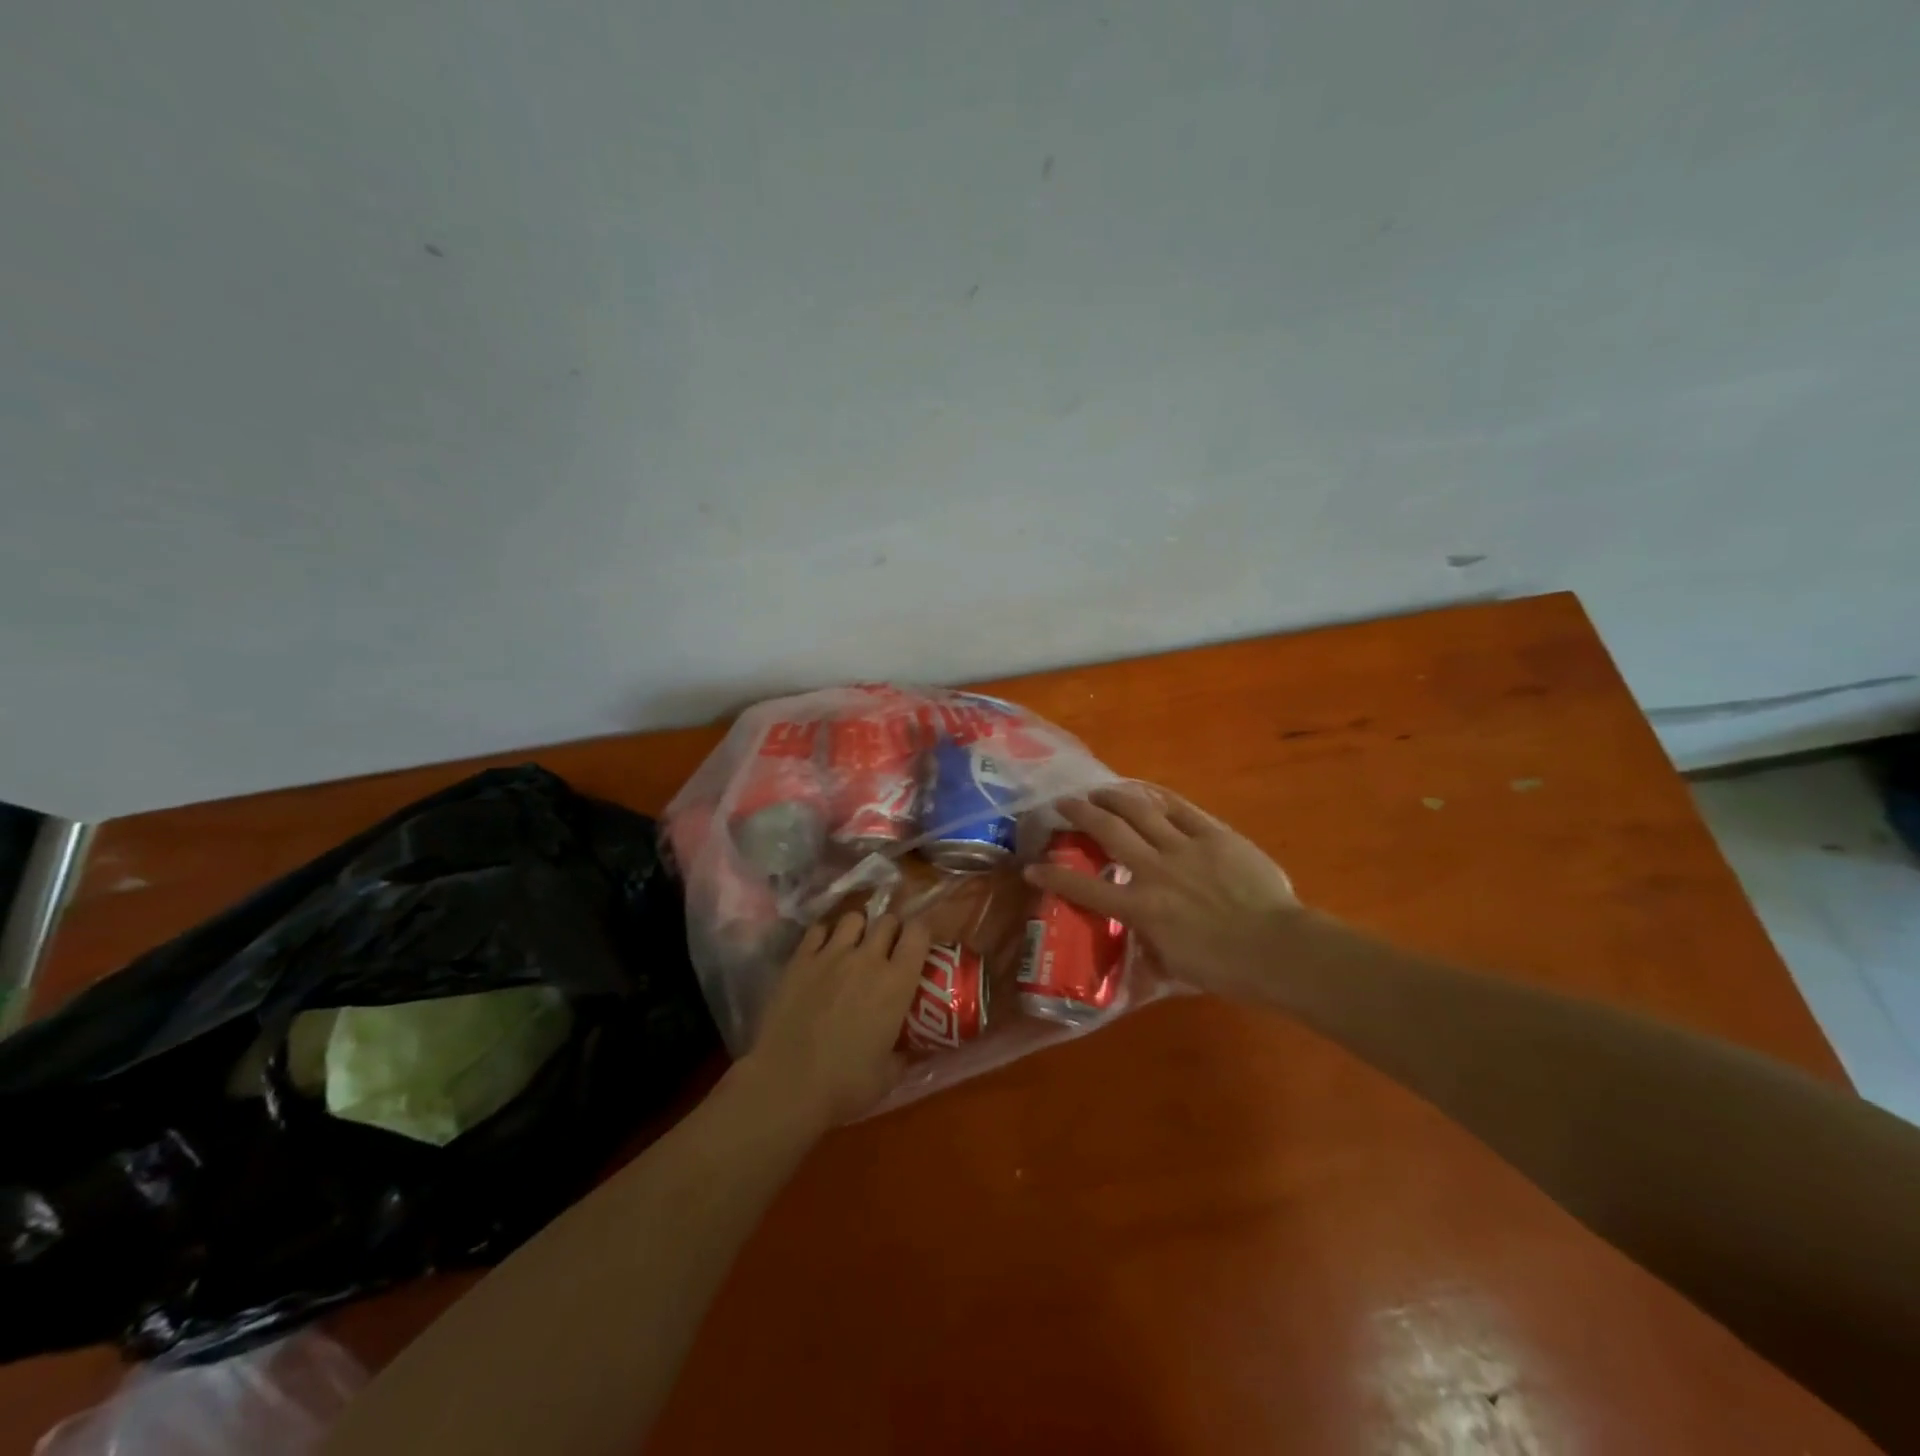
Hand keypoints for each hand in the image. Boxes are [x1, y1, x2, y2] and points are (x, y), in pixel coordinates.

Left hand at [738, 911, 933, 1127]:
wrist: (787, 1086)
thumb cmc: (845, 1086)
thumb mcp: (889, 1075)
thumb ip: (905, 1053)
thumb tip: (913, 1047)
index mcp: (897, 982)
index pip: (919, 933)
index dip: (921, 933)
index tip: (919, 946)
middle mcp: (868, 958)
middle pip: (887, 920)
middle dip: (891, 930)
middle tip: (887, 950)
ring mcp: (831, 955)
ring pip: (853, 918)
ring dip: (860, 929)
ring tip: (855, 946)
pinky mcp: (800, 960)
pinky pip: (818, 929)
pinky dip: (825, 935)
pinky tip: (823, 952)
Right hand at [1024, 784, 1299, 1001]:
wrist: (1277, 948)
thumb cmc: (1225, 969)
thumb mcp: (1174, 966)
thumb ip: (1149, 946)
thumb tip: (1138, 936)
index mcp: (1140, 907)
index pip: (1084, 888)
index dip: (1052, 876)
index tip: (1032, 867)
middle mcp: (1153, 870)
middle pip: (1108, 830)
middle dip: (1079, 813)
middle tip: (1063, 803)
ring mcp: (1184, 847)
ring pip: (1139, 810)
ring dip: (1113, 797)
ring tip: (1099, 790)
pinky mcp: (1213, 835)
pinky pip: (1180, 809)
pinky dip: (1158, 798)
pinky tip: (1145, 792)